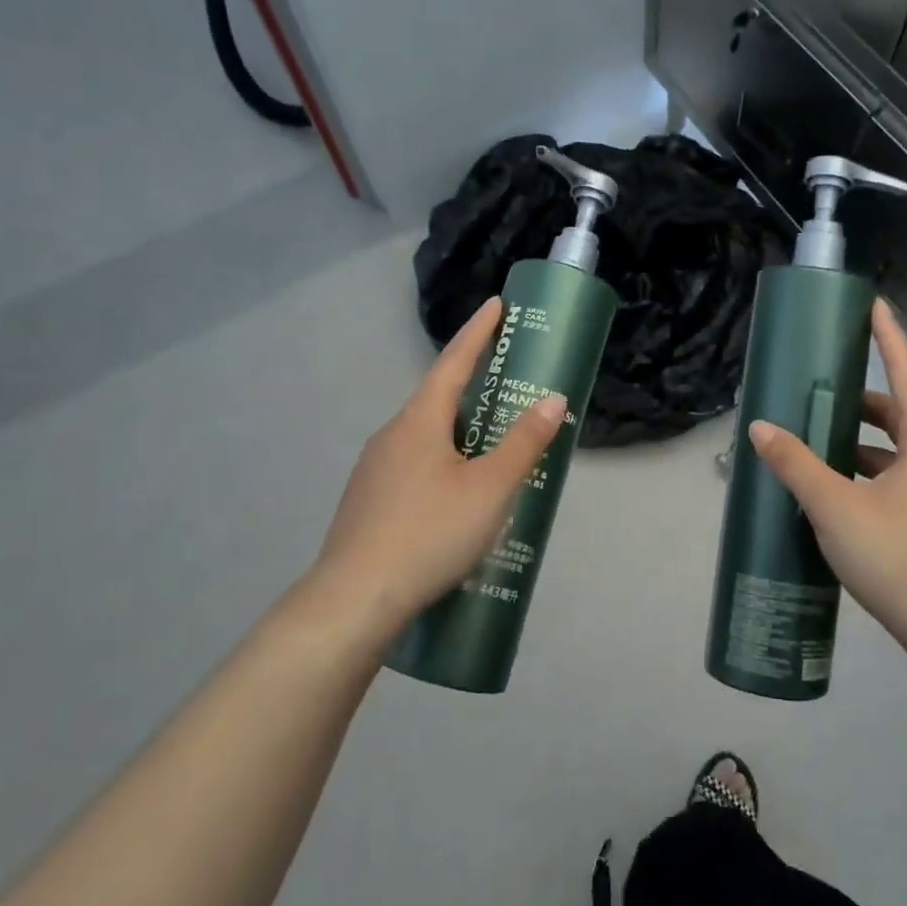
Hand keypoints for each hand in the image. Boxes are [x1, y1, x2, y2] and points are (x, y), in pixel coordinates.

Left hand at [291, 298, 566, 646]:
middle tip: (509, 388)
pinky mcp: (368, 502)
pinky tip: (457, 498)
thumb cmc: (430, 533)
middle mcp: (392, 435)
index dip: (478, 333)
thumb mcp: (490, 488)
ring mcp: (374, 470)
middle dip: (474, 389)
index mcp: (420, 421)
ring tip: (493, 452)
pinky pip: (414, 467)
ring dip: (460, 434)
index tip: (496, 305)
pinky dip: (443, 465)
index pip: (453, 362)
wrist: (353, 600)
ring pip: (426, 438)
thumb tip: (552, 399)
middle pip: (439, 400)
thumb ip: (523, 442)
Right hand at [747, 299, 906, 665]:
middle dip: (863, 399)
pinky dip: (870, 473)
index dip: (889, 338)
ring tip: (820, 442)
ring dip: (863, 442)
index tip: (872, 306)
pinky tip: (839, 493)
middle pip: (903, 414)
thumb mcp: (835, 507)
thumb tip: (760, 428)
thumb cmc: (898, 557)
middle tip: (823, 391)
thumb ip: (796, 464)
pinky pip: (900, 480)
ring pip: (900, 451)